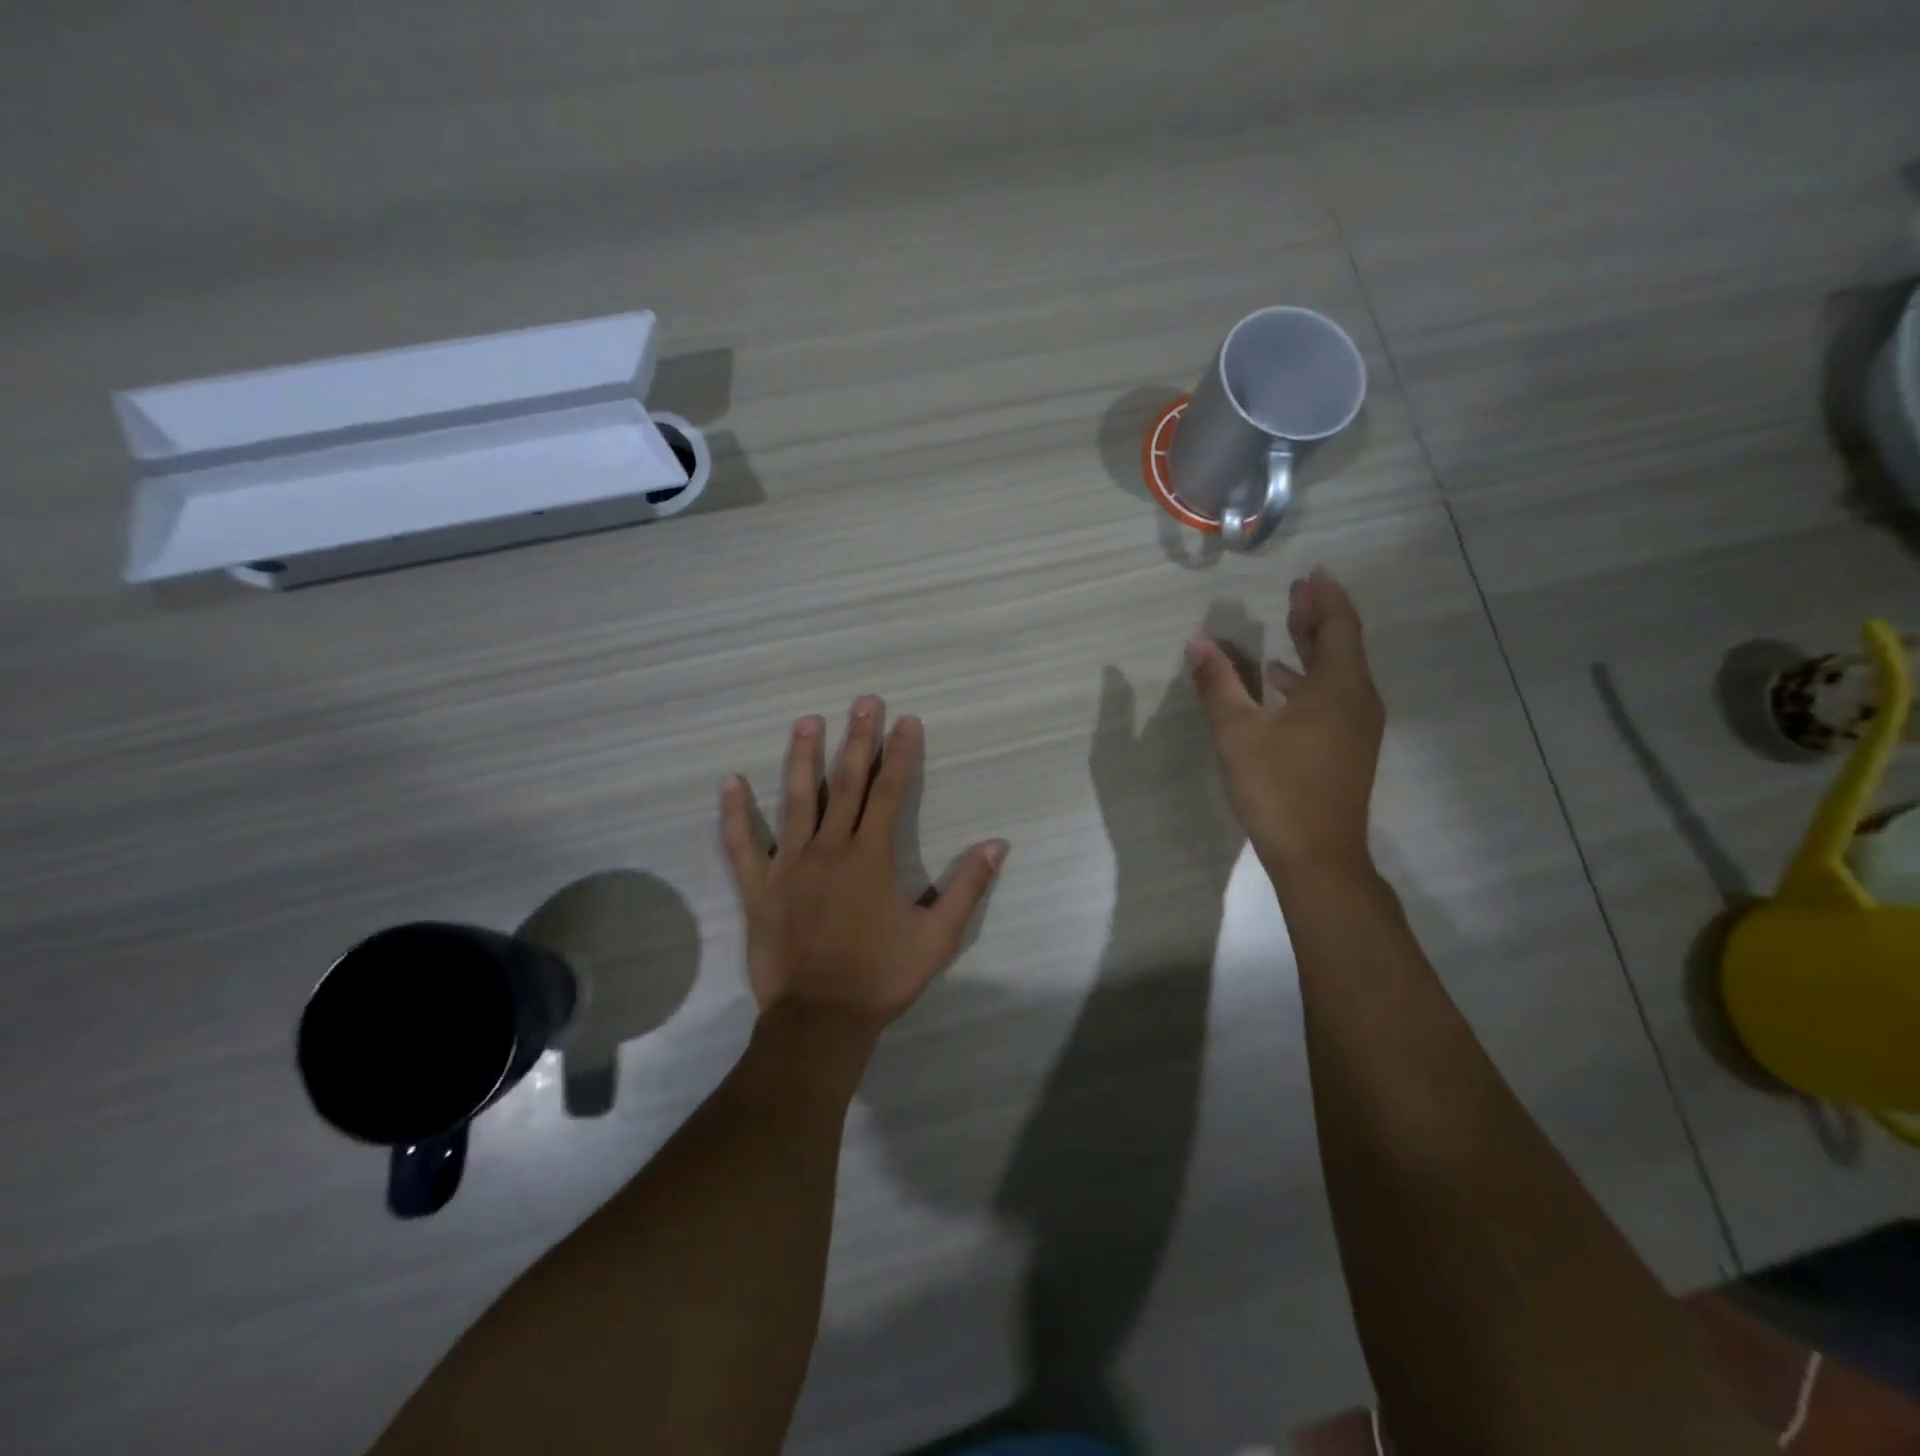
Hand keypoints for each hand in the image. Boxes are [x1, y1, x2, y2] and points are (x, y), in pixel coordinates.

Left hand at [719, 697, 1007, 1031]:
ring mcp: (789, 865)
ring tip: (807, 721)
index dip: (900, 754)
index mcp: (871, 857)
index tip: (906, 720)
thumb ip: (968, 887)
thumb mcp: (938, 937)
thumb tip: (998, 844)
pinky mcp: (759, 887)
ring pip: (795, 800)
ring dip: (802, 758)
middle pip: (845, 783)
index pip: (889, 792)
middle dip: (857, 740)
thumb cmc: (881, 977)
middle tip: (863, 702)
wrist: (820, 1020)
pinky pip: (741, 845)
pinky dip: (734, 814)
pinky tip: (730, 782)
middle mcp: (829, 849)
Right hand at [1186, 570, 1383, 881]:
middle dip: (1319, 616)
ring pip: (1339, 672)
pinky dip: (1311, 679)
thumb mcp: (1238, 733)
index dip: (1326, 597)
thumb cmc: (1277, 788)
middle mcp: (1358, 700)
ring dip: (1315, 646)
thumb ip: (1218, 684)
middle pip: (1343, 645)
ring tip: (1289, 625)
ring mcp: (1357, 726)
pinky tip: (1281, 682)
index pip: (1339, 626)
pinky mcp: (1348, 747)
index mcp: (1338, 688)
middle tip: (1297, 590)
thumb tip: (1198, 643)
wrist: (1317, 855)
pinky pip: (1335, 696)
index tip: (1312, 573)